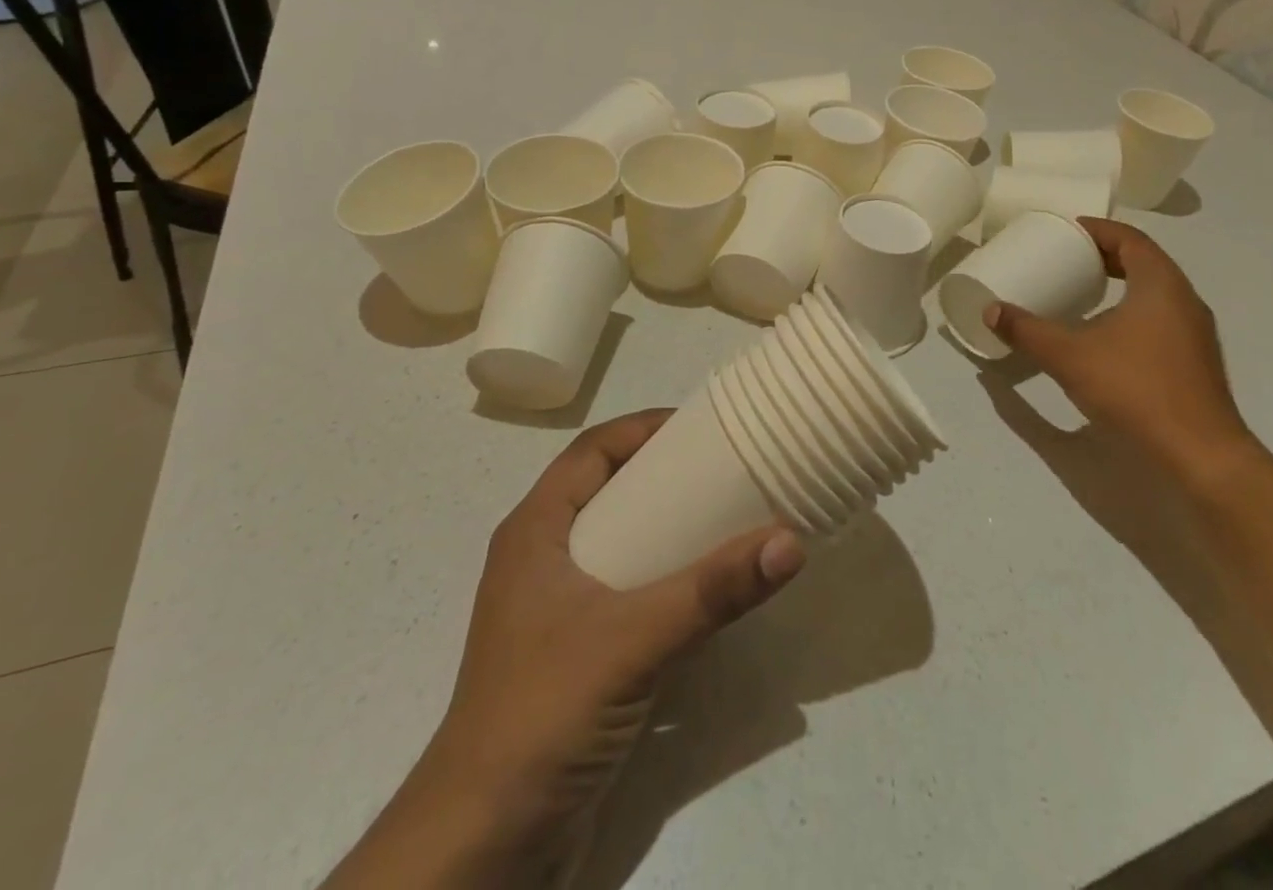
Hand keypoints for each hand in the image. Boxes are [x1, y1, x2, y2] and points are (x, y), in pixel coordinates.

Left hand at [326, 412, 803, 887]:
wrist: (482, 850)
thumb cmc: (541, 715)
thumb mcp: (631, 640)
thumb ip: (711, 592)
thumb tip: (790, 541)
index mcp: (536, 532)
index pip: (592, 451)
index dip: (642, 428)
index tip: (701, 425)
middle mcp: (544, 561)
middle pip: (609, 493)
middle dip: (664, 477)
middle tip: (727, 470)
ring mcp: (558, 613)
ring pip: (620, 546)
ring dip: (668, 532)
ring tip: (728, 521)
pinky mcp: (577, 658)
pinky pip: (628, 595)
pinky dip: (666, 582)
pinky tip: (707, 593)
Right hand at [984, 218, 1252, 483]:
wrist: (1200, 455)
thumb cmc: (1135, 389)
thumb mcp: (1069, 356)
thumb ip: (1027, 330)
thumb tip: (990, 310)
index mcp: (1160, 284)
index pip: (1129, 238)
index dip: (1096, 229)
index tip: (1065, 231)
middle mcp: (1184, 301)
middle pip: (1143, 262)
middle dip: (1104, 257)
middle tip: (1067, 259)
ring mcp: (1194, 334)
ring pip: (1154, 293)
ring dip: (1118, 287)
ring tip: (1080, 295)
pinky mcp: (1194, 363)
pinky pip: (1159, 320)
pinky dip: (1130, 314)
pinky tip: (1104, 337)